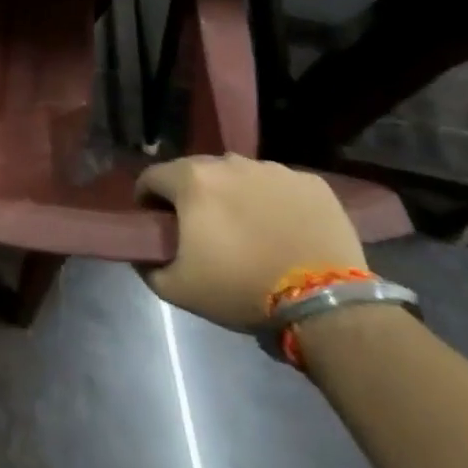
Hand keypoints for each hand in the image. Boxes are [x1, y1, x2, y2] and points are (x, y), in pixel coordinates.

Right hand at [138, 155, 364, 330]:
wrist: (325, 304)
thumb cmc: (241, 289)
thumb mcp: (178, 288)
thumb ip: (148, 266)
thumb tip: (143, 255)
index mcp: (192, 180)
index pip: (152, 177)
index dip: (147, 199)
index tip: (156, 223)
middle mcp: (230, 163)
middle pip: (196, 172)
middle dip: (192, 195)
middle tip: (201, 228)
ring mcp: (274, 170)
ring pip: (239, 176)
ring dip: (233, 195)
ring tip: (246, 228)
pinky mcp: (312, 184)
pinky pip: (279, 186)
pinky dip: (273, 201)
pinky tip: (281, 229)